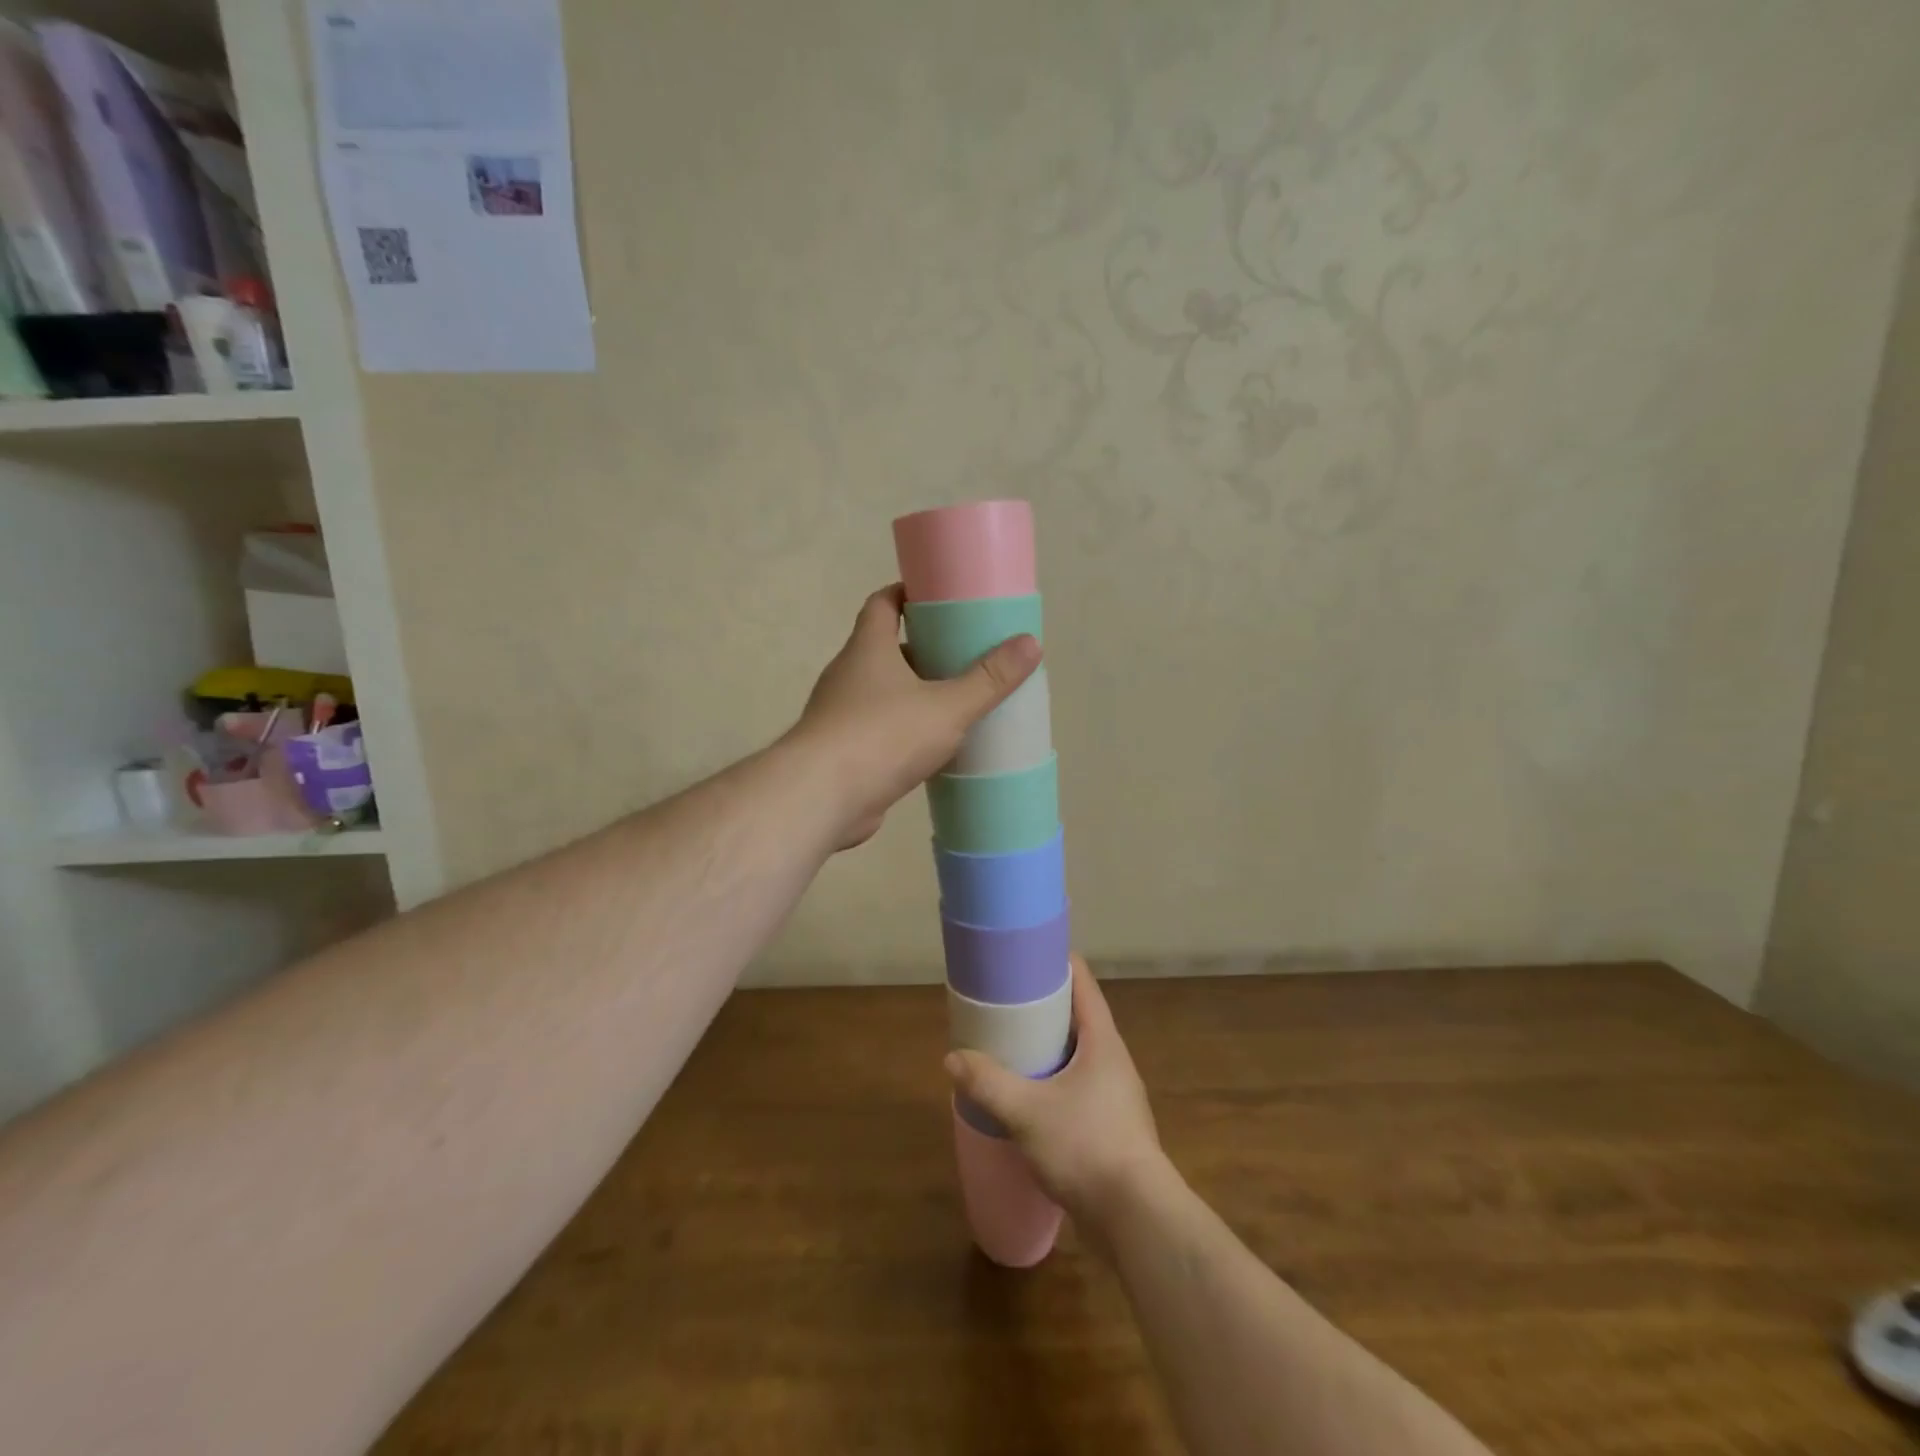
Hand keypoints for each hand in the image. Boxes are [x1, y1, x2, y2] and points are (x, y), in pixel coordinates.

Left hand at [788, 583, 1040, 850]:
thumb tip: (1031, 642)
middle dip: (922, 650)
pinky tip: (932, 748)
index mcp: (868, 649)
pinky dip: (903, 731)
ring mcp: (840, 715)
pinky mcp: (842, 752)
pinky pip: (878, 730)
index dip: (907, 594)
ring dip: (914, 694)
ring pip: (882, 693)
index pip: (883, 604)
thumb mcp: (947, 706)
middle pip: (885, 649)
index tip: (938, 596)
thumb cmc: (883, 736)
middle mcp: (848, 675)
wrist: (821, 798)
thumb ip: (988, 679)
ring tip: (956, 702)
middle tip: (963, 655)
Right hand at [944, 956, 1167, 1226]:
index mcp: (1102, 1040)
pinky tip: (1028, 1097)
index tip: (1023, 955)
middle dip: (1043, 1006)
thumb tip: (953, 1058)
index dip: (1055, 962)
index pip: (1082, 983)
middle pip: (1078, 1016)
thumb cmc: (1086, 1147)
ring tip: (1010, 1046)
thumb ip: (989, 1082)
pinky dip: (1053, 1080)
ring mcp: (1115, 1095)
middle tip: (1004, 1001)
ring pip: (1077, 1055)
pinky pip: (1077, 1087)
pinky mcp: (1111, 1127)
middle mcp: (1113, 1060)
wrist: (1136, 1220)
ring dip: (1047, 1047)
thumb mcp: (1027, 1111)